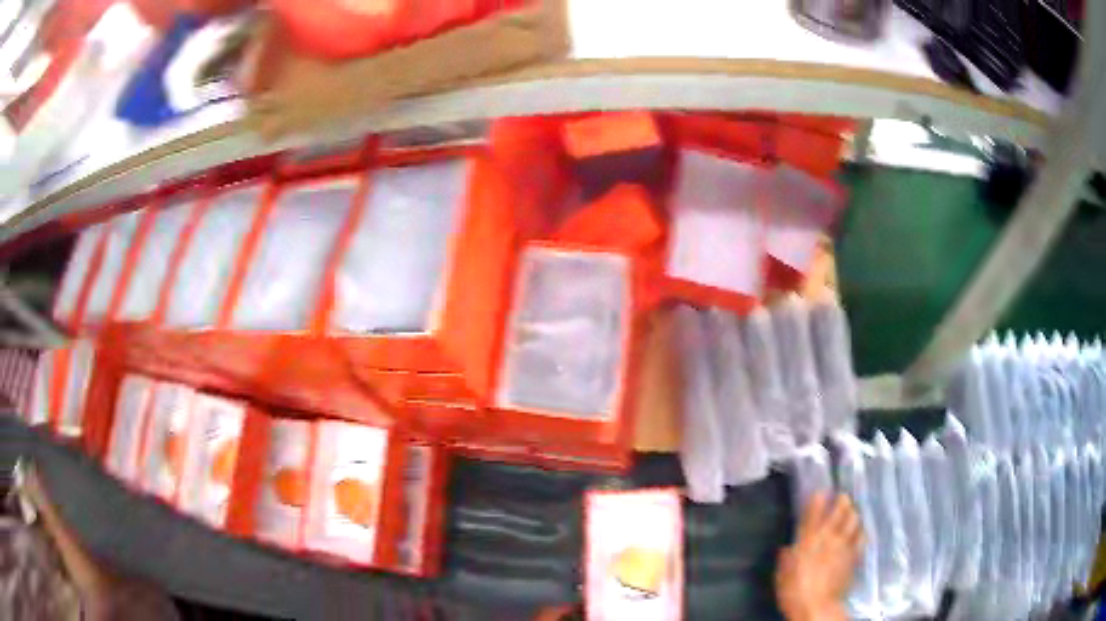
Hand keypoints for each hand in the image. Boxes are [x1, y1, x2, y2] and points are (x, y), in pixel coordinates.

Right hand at [775, 493, 862, 620]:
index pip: (814, 513)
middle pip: (839, 511)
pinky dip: (861, 531)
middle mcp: (827, 538)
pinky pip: (861, 537)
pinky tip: (860, 531)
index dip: (818, 499)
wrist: (817, 606)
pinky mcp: (854, 556)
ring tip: (852, 510)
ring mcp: (843, 545)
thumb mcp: (782, 575)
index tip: (821, 491)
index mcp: (807, 540)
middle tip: (842, 496)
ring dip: (853, 513)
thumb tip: (787, 549)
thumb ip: (786, 559)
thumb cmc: (794, 591)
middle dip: (841, 501)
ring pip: (853, 520)